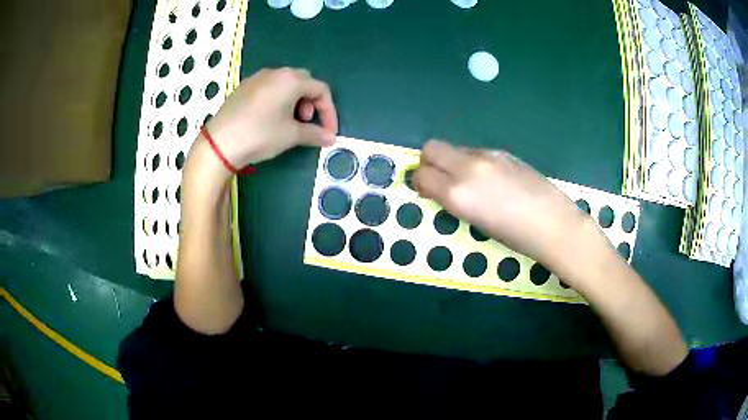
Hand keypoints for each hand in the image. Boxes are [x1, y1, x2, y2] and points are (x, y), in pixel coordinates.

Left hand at [201, 67, 337, 170]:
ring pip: (286, 84)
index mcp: (291, 80)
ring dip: (295, 101)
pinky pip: (269, 88)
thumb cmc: (260, 135)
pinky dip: (278, 100)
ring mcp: (257, 78)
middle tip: (305, 123)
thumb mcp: (291, 135)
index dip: (329, 112)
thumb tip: (331, 138)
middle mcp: (276, 73)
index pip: (321, 90)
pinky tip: (270, 118)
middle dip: (311, 103)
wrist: (220, 143)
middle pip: (304, 82)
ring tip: (288, 122)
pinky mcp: (244, 87)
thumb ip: (315, 134)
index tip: (328, 132)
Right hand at [413, 140, 599, 273]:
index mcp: (458, 193)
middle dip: (428, 162)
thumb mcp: (476, 223)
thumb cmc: (515, 237)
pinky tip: (491, 181)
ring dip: (452, 162)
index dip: (419, 182)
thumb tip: (442, 188)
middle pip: (431, 148)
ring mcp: (487, 156)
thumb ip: (454, 200)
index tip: (426, 192)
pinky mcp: (503, 153)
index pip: (422, 174)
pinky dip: (472, 163)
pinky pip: (476, 152)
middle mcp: (468, 167)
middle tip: (439, 180)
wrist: (553, 224)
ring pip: (455, 148)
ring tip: (470, 184)